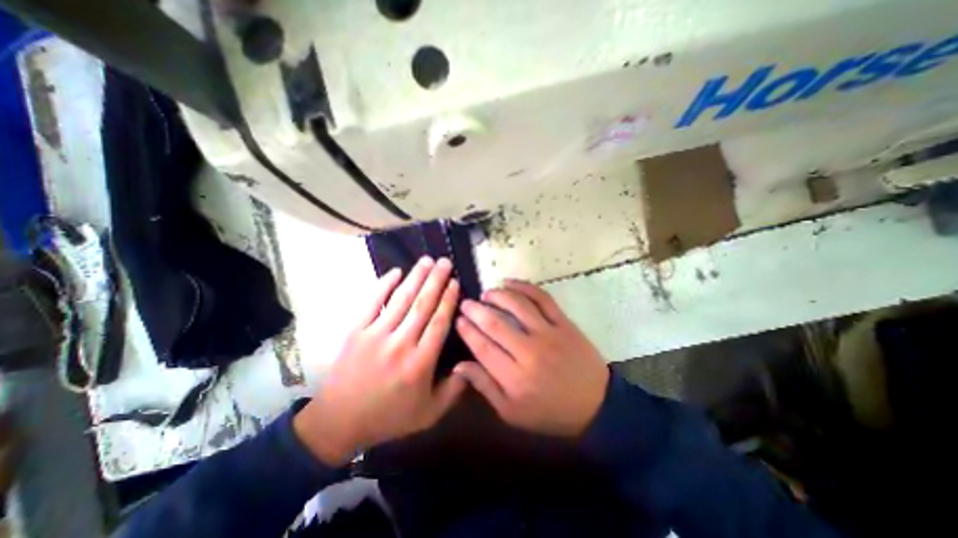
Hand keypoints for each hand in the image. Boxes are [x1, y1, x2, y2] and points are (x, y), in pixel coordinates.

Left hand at [296, 256, 467, 465]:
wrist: (339, 421)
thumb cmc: (389, 416)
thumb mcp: (430, 413)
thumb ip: (454, 389)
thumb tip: (471, 362)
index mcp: (420, 363)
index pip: (439, 323)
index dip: (448, 300)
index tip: (455, 282)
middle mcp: (400, 344)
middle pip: (422, 305)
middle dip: (436, 280)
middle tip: (445, 261)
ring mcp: (375, 335)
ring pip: (401, 299)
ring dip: (415, 277)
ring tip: (427, 260)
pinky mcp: (356, 331)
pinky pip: (372, 302)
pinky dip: (384, 285)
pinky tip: (395, 271)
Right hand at [454, 280, 604, 438]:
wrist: (596, 405)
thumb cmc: (550, 412)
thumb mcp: (512, 412)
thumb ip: (485, 387)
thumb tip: (459, 366)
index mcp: (514, 377)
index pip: (482, 347)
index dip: (467, 330)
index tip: (458, 319)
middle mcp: (529, 351)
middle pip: (495, 323)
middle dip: (475, 310)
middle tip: (466, 303)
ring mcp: (549, 334)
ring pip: (517, 305)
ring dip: (497, 295)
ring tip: (486, 294)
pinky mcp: (564, 323)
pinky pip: (542, 298)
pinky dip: (525, 287)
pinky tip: (510, 283)